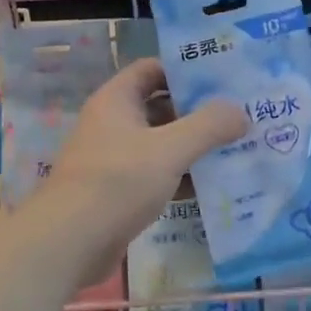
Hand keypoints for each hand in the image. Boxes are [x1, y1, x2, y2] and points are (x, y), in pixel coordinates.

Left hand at [38, 58, 247, 277]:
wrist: (70, 241)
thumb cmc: (117, 182)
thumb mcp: (169, 149)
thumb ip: (208, 127)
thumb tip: (241, 113)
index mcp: (117, 100)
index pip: (153, 69)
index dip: (186, 70)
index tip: (223, 79)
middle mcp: (113, 123)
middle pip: (161, 107)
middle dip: (198, 112)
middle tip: (239, 116)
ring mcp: (114, 158)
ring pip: (161, 144)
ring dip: (193, 147)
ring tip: (236, 149)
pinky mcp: (118, 191)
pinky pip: (156, 175)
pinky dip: (181, 177)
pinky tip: (212, 186)